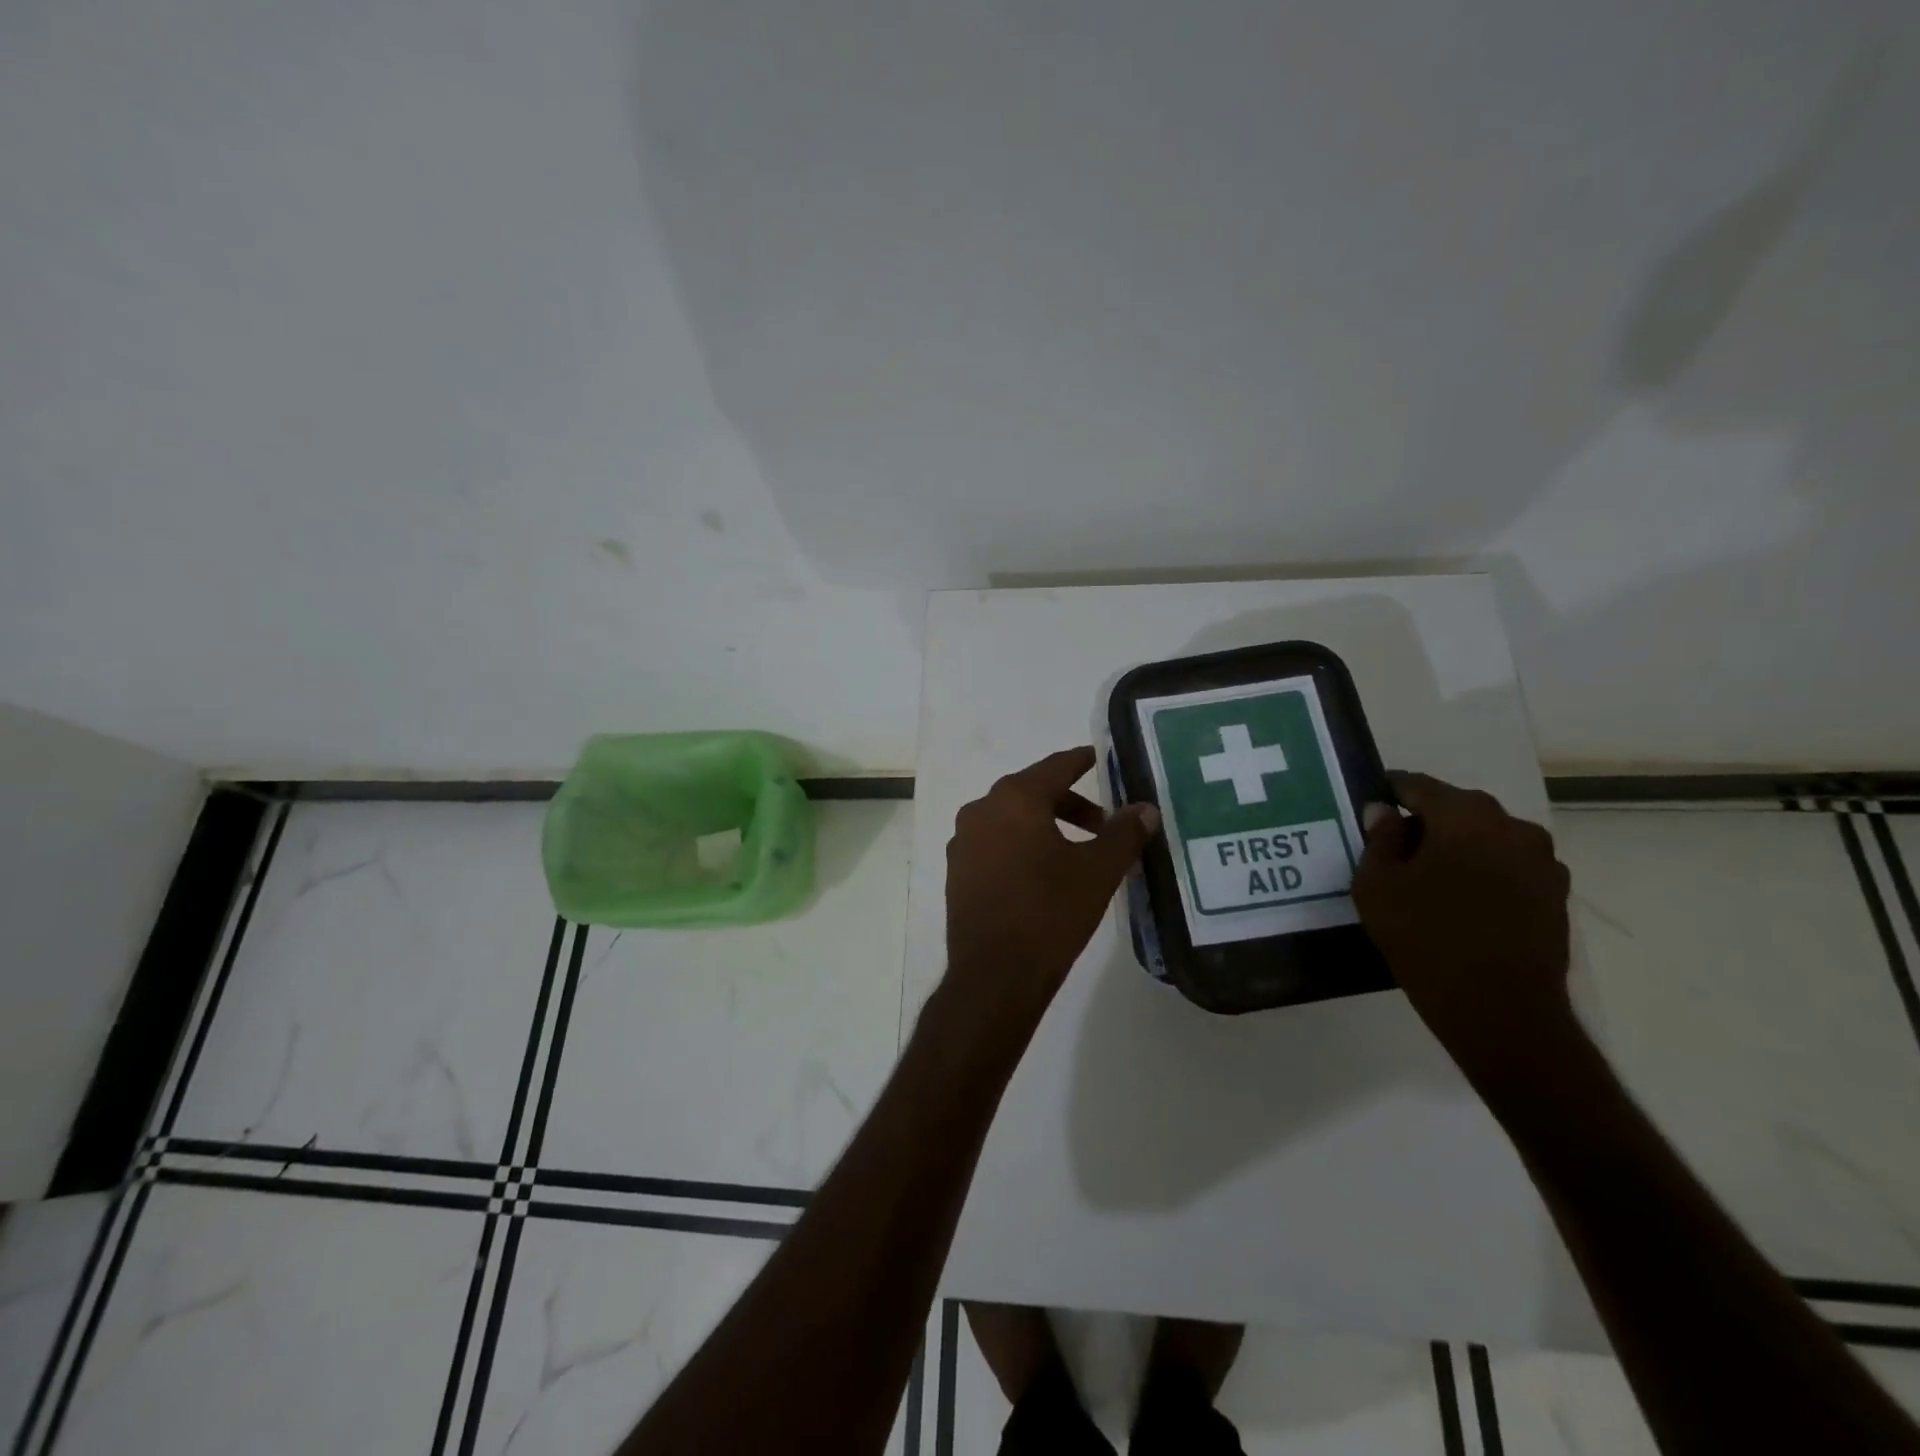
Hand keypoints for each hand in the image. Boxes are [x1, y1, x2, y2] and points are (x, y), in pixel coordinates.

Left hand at [943, 747, 1159, 1034]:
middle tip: (1102, 825)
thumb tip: (1145, 808)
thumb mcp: (1098, 871)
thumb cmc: (1050, 912)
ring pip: (1011, 819)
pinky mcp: (957, 871)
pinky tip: (1041, 875)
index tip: (1101, 759)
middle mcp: (981, 809)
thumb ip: (1123, 833)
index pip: (1056, 767)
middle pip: (1032, 792)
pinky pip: (994, 844)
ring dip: (1044, 826)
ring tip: (1076, 854)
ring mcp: (963, 841)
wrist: (995, 974)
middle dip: (1070, 804)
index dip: (1083, 761)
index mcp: (1015, 798)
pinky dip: (1020, 846)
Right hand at [1351, 771, 1575, 1082]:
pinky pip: (1507, 869)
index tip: (1369, 802)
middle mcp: (1513, 827)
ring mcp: (1543, 863)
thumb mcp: (1377, 885)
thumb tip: (1383, 811)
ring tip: (1425, 878)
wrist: (1500, 1010)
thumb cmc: (1425, 937)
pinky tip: (1458, 902)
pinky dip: (1482, 874)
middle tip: (1391, 847)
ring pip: (1486, 840)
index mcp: (1466, 816)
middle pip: (1457, 810)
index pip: (1418, 786)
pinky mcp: (1556, 897)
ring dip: (1457, 849)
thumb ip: (1379, 839)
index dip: (1390, 791)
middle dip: (1424, 822)